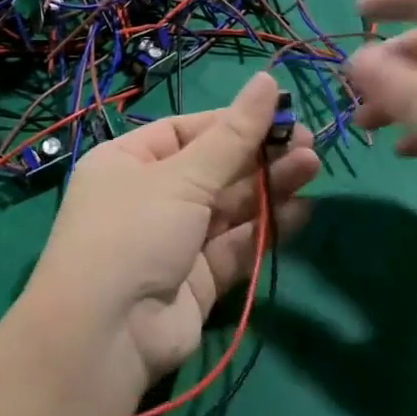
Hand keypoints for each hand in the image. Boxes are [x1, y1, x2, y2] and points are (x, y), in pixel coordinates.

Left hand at [21, 73, 317, 397]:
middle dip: (258, 155)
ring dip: (268, 187)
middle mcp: (149, 197)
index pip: (188, 131)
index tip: (280, 112)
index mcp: (129, 161)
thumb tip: (267, 79)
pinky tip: (300, 210)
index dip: (233, 122)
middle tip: (307, 141)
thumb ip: (233, 135)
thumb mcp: (182, 176)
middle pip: (213, 168)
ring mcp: (174, 240)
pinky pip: (236, 245)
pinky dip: (265, 228)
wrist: (105, 336)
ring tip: (311, 167)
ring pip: (229, 207)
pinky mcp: (197, 279)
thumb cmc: (134, 232)